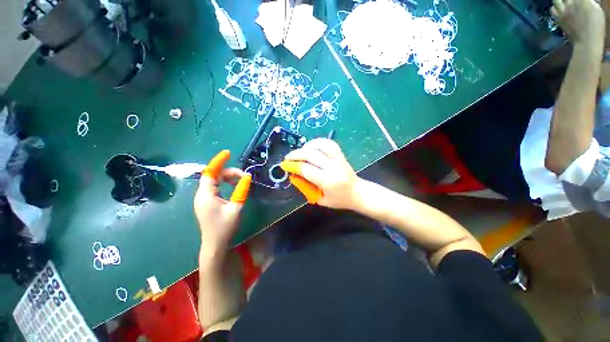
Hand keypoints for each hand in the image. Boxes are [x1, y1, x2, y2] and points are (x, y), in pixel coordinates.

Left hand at [194, 150, 251, 261]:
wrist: (215, 245)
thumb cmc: (225, 227)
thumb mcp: (236, 208)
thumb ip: (241, 191)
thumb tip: (247, 176)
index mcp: (206, 195)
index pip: (210, 172)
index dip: (218, 161)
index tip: (228, 153)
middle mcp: (201, 195)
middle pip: (214, 176)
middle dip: (229, 172)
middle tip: (244, 176)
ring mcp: (203, 199)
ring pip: (214, 181)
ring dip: (228, 178)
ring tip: (241, 180)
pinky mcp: (207, 203)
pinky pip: (215, 187)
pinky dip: (224, 183)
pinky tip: (233, 186)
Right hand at [282, 139, 360, 209]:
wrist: (358, 193)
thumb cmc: (339, 199)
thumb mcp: (320, 199)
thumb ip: (306, 187)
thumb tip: (294, 175)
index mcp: (328, 181)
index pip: (306, 169)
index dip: (293, 166)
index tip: (284, 165)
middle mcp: (333, 167)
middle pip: (311, 154)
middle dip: (296, 154)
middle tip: (288, 157)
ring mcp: (338, 159)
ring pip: (321, 145)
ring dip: (307, 146)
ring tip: (301, 152)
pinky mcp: (341, 154)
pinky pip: (329, 143)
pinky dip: (318, 142)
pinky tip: (312, 147)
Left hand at [552, 0, 604, 43]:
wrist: (587, 40)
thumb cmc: (596, 25)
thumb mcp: (596, 9)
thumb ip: (588, 2)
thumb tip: (586, 1)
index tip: (577, 1)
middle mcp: (571, 2)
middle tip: (568, 1)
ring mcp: (563, 10)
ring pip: (555, 0)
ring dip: (558, 1)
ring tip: (562, 3)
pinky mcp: (558, 18)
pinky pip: (552, 10)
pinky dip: (554, 8)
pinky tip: (558, 10)